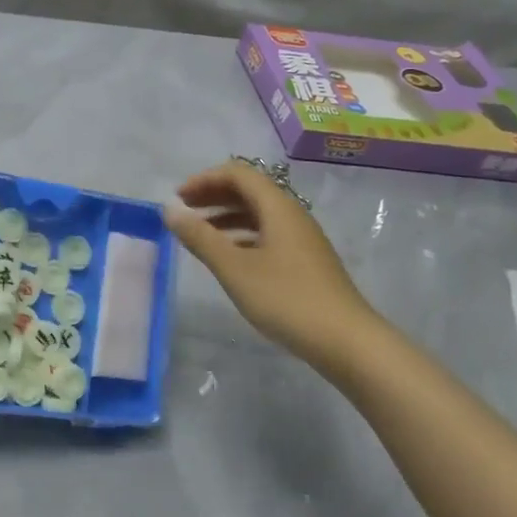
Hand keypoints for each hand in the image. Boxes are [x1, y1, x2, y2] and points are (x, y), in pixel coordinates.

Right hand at [163, 161, 386, 377]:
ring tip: (199, 235)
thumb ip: (200, 237)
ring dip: (226, 216)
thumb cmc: (286, 299)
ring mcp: (301, 239)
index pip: (238, 174)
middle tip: (183, 212)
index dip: (204, 179)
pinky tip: (228, 258)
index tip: (178, 198)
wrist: (346, 341)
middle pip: (249, 190)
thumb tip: (169, 210)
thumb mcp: (234, 268)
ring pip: (258, 214)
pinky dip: (241, 236)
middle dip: (213, 195)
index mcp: (278, 207)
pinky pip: (267, 234)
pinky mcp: (305, 262)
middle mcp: (292, 215)